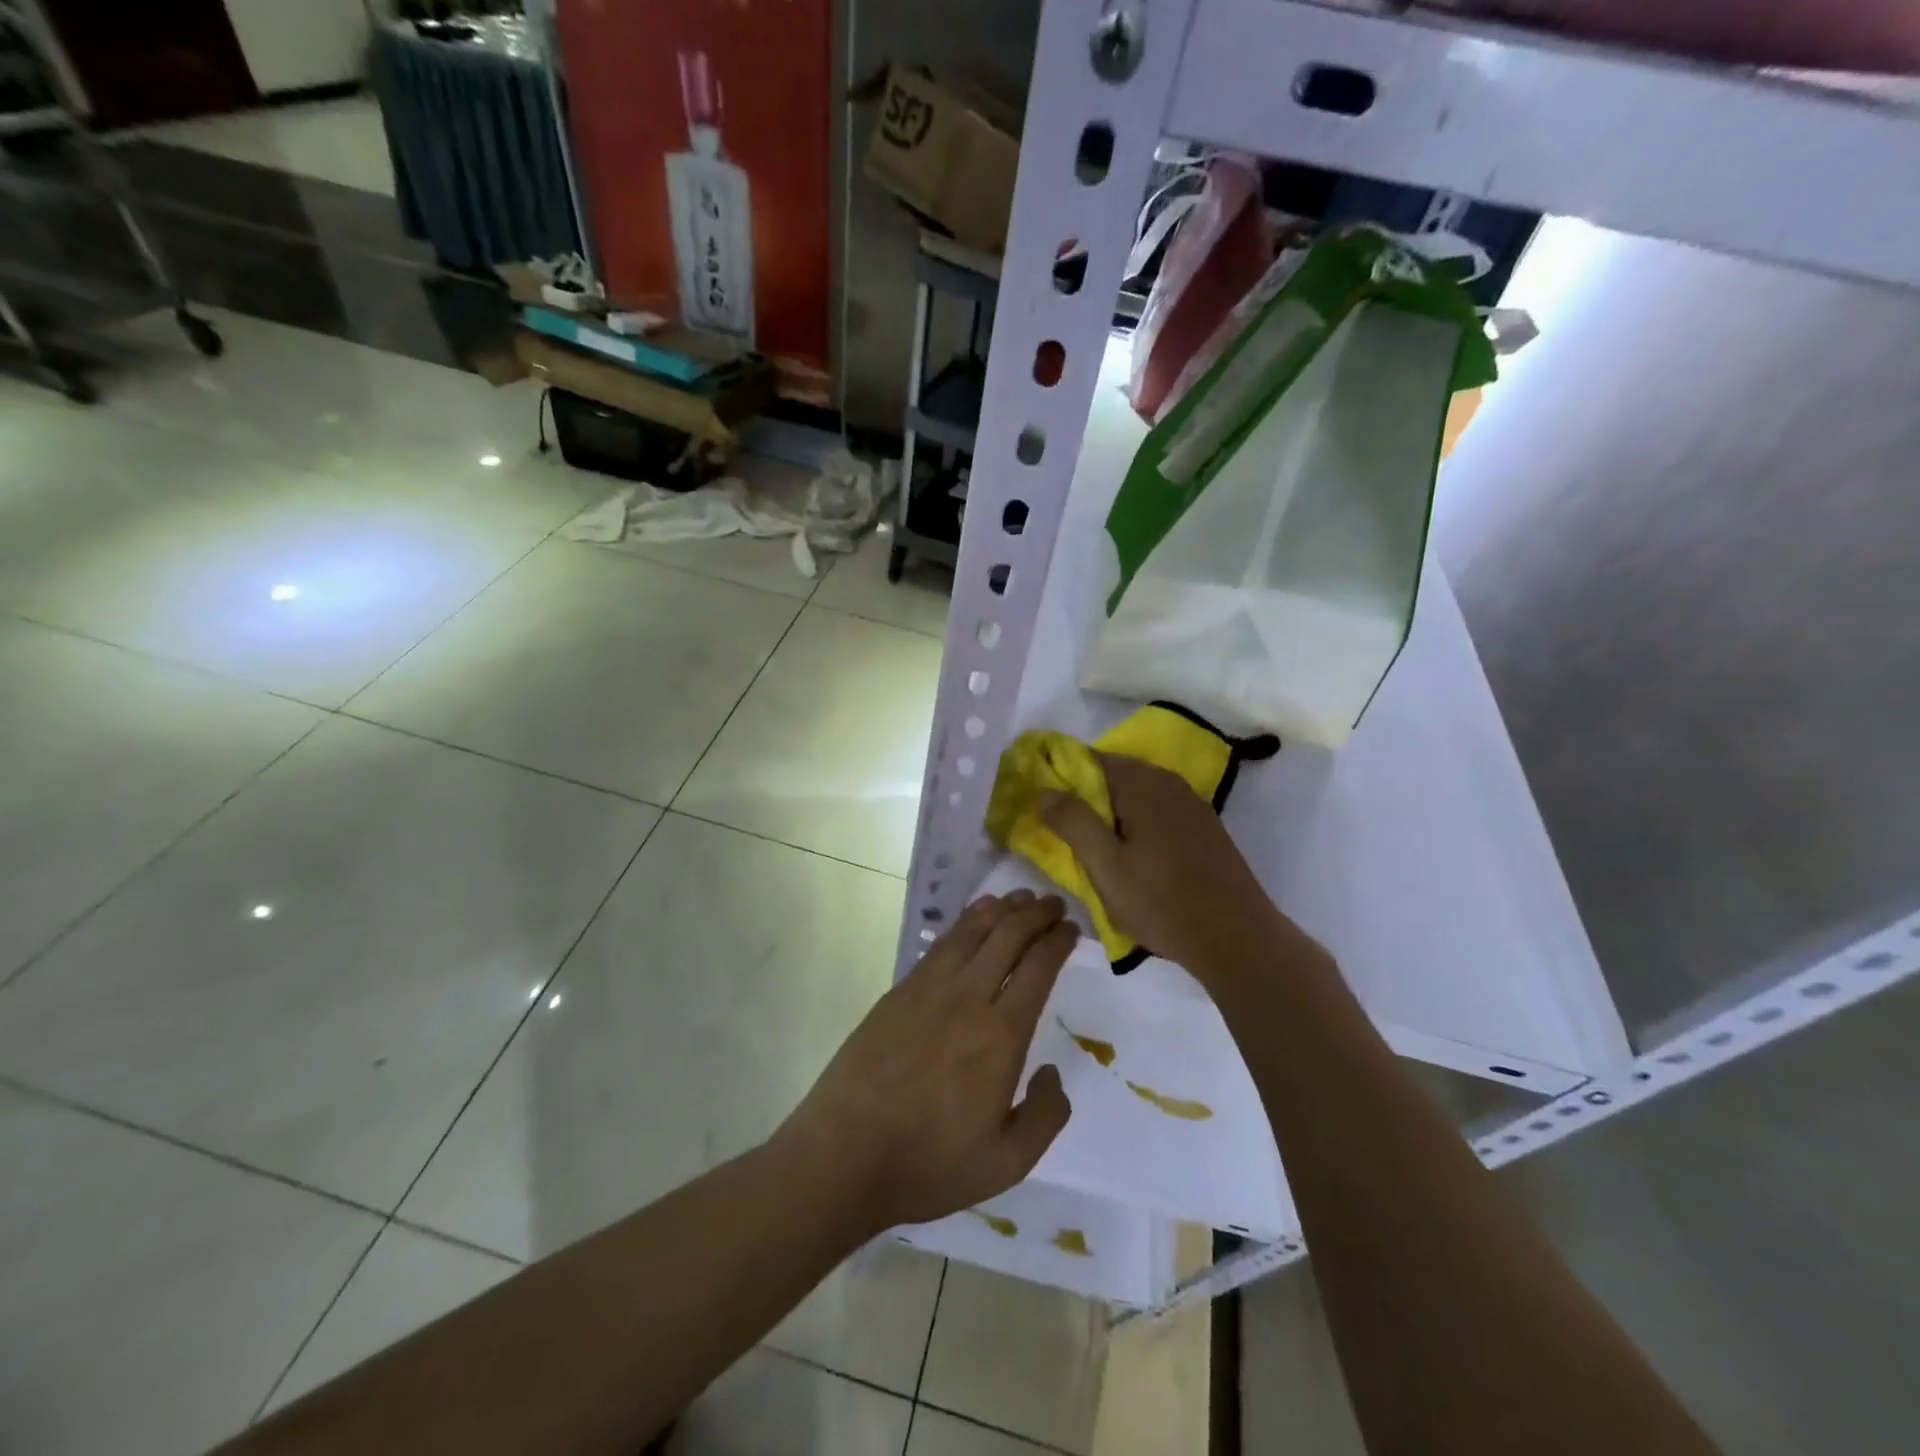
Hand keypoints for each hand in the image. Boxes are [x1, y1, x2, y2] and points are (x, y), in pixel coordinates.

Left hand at [774, 891, 1074, 1235]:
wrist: (844, 1154)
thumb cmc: (929, 1163)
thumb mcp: (1007, 1163)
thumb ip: (1045, 1116)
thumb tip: (1052, 1073)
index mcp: (1001, 1035)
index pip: (1038, 967)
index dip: (1058, 941)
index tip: (1072, 929)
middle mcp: (968, 998)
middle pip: (1008, 935)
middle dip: (1036, 913)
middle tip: (1054, 905)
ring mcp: (929, 988)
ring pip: (973, 930)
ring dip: (1003, 909)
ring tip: (1021, 899)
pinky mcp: (900, 990)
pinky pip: (943, 943)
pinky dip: (967, 922)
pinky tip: (976, 918)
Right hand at [1042, 754, 1290, 981]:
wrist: (1236, 938)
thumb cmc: (1161, 901)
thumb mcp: (1104, 864)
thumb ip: (1072, 821)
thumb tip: (1044, 790)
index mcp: (1142, 784)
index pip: (1091, 760)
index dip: (1063, 777)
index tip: (1045, 804)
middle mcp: (1169, 783)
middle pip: (1116, 775)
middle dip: (1088, 797)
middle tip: (1065, 831)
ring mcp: (1193, 805)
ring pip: (1139, 796)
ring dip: (1113, 813)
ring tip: (1095, 848)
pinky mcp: (1205, 829)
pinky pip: (1159, 813)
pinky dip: (1138, 824)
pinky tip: (1133, 856)